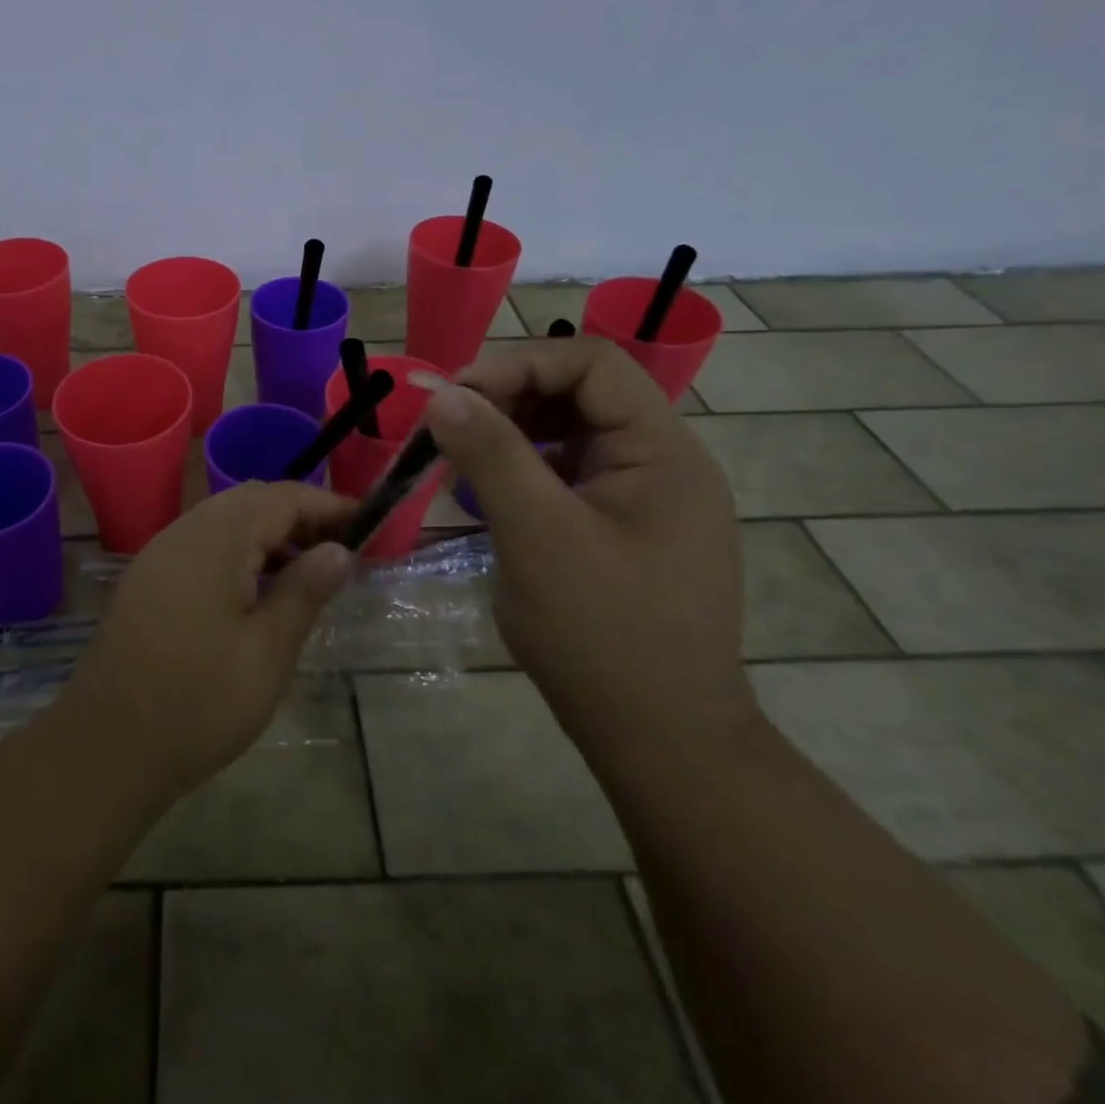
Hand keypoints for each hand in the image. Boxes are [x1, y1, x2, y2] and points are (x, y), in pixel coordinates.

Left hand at [58, 482, 355, 799]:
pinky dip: (237, 552)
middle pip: (250, 501)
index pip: (281, 497)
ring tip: (306, 573)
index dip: (327, 505)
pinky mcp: (147, 578)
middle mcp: (183, 532)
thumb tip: (339, 550)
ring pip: (224, 520)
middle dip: (299, 516)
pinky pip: (201, 544)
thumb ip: (303, 593)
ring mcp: (159, 553)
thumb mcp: (265, 653)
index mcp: (215, 541)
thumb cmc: (196, 704)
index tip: (368, 525)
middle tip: (341, 552)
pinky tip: (256, 591)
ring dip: (268, 534)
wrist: (105, 747)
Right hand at [423, 338, 751, 768]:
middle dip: (508, 398)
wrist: (659, 739)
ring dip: (510, 434)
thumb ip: (492, 455)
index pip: (592, 365)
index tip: (453, 395)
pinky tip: (487, 493)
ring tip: (457, 456)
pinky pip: (567, 475)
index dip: (518, 364)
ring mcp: (643, 498)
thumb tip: (442, 395)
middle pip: (580, 395)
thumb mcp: (538, 536)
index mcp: (662, 452)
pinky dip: (522, 471)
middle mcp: (662, 462)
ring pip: (570, 435)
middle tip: (445, 425)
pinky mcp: (622, 529)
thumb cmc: (602, 634)